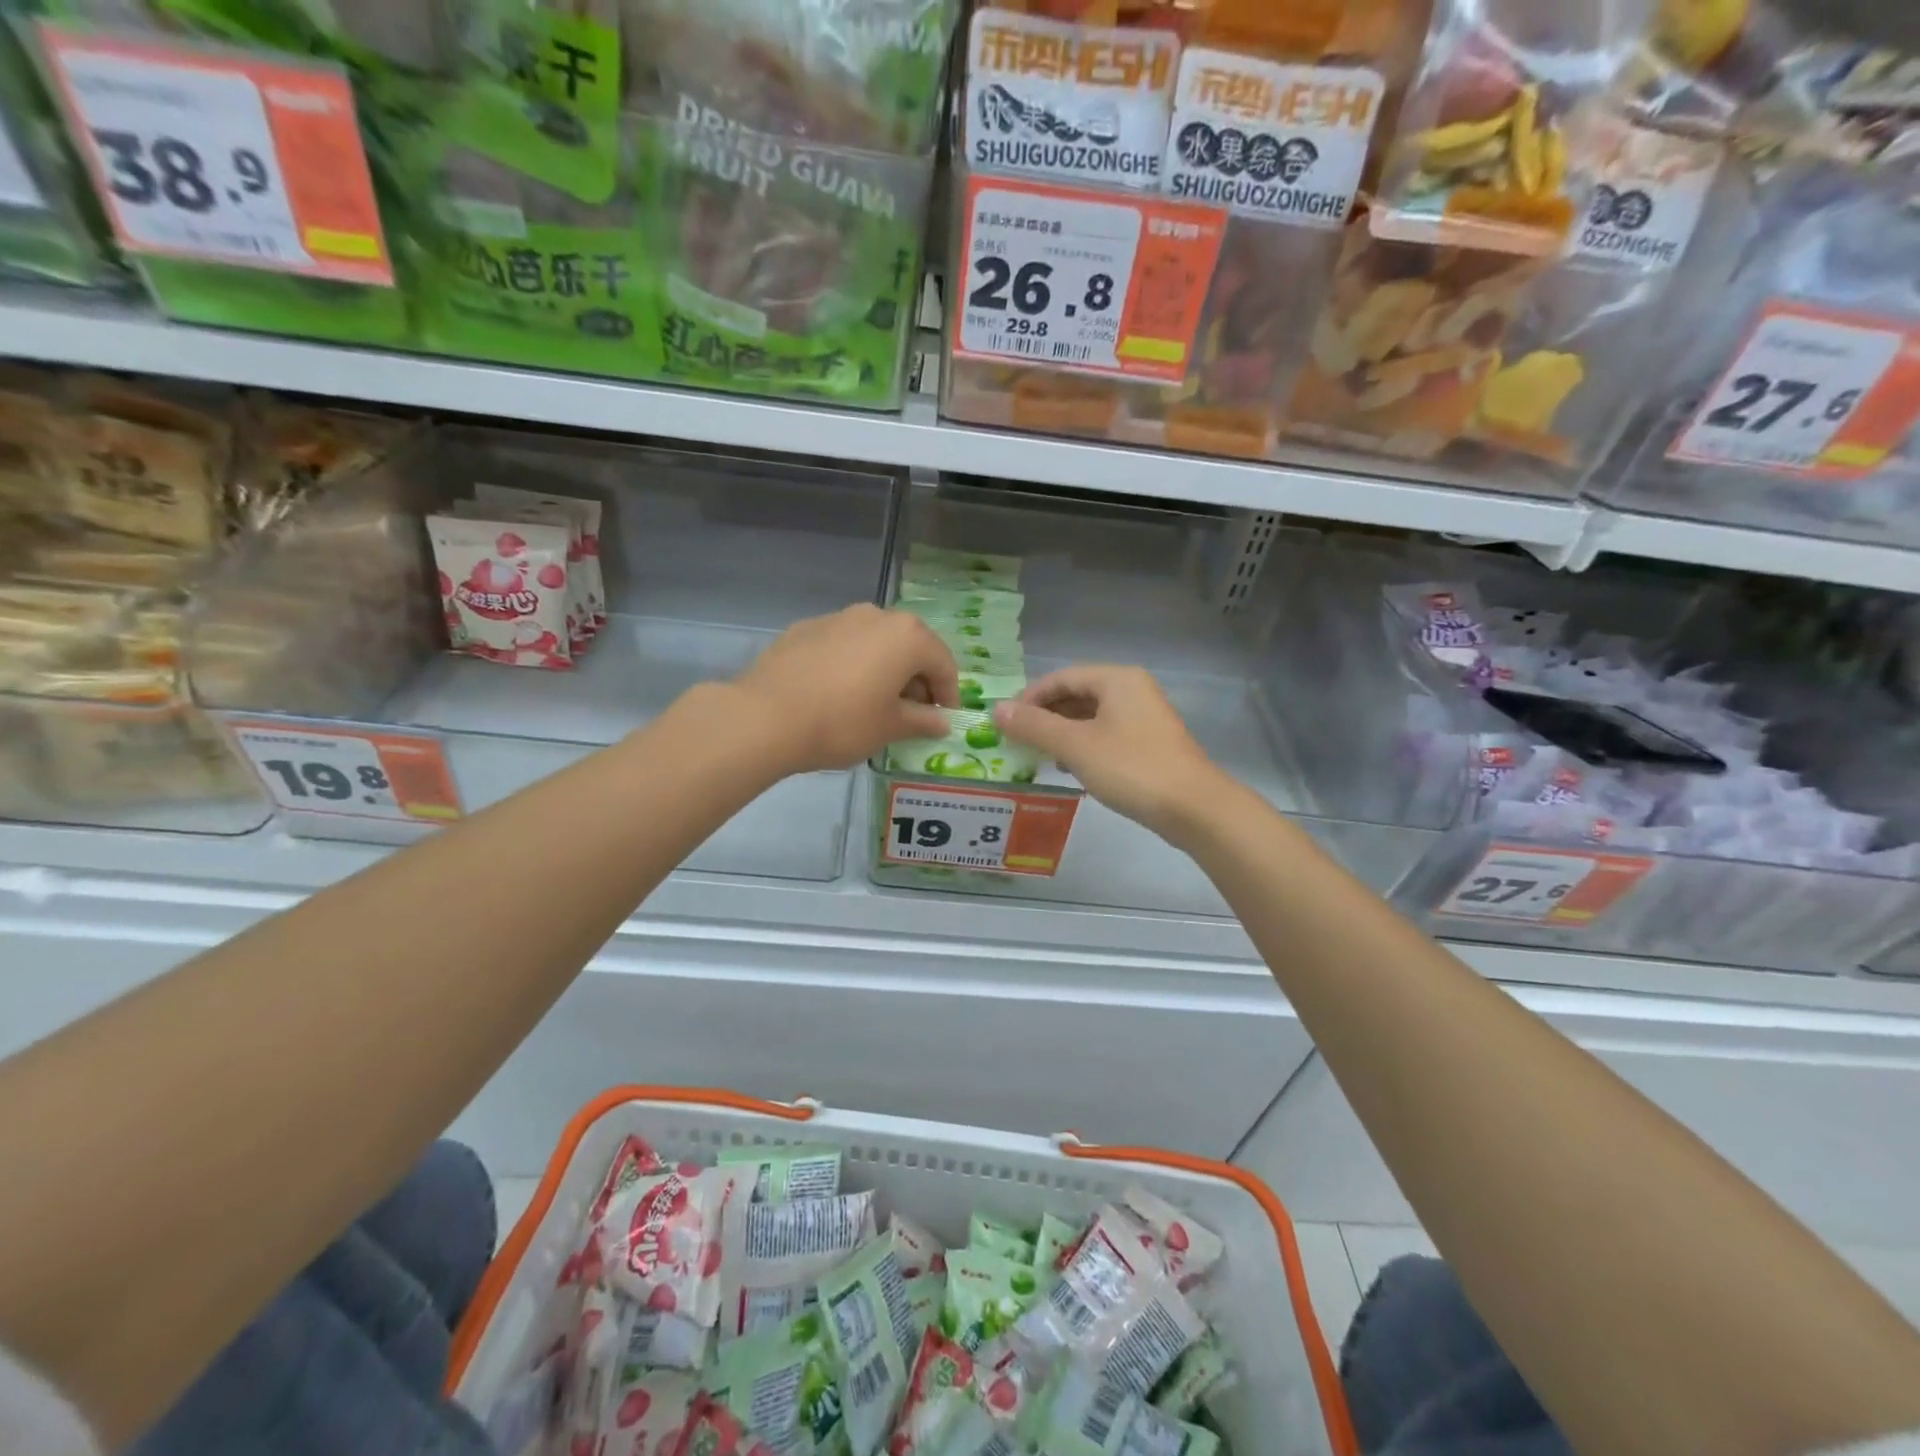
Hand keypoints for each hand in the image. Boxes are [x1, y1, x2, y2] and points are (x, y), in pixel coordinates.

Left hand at [733, 604, 958, 774]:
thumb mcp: (890, 728)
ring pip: (875, 642)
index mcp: (907, 636)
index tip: (943, 720)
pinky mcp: (805, 628)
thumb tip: (940, 722)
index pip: (943, 663)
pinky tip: (838, 693)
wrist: (766, 717)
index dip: (948, 694)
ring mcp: (838, 618)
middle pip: (910, 646)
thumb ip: (922, 721)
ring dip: (884, 669)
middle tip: (912, 713)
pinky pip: (843, 645)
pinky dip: (852, 664)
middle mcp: (876, 615)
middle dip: (916, 678)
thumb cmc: (842, 722)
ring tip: (874, 703)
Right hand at [993, 665, 1227, 840]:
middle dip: (1045, 717)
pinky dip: (1083, 747)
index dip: (1029, 698)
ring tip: (1038, 756)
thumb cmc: (1131, 767)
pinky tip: (1070, 768)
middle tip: (1018, 741)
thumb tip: (996, 710)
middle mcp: (1132, 690)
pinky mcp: (1149, 744)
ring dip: (1062, 733)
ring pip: (1091, 717)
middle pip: (1076, 695)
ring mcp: (1144, 717)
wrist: (1193, 807)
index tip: (1005, 723)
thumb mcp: (1075, 746)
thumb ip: (1034, 726)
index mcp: (1116, 679)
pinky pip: (1106, 735)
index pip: (1061, 677)